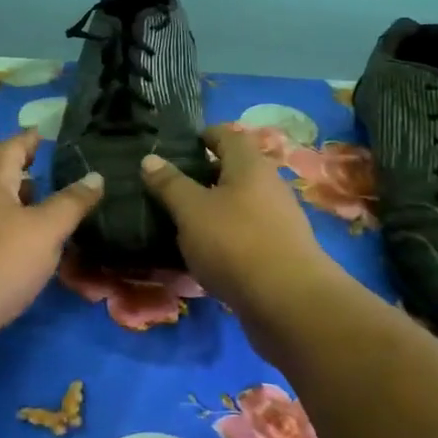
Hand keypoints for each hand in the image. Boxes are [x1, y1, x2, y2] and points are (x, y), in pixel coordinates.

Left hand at [0, 129, 103, 377]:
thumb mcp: (46, 230)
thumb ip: (72, 202)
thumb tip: (96, 176)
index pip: (12, 145)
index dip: (31, 139)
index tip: (47, 133)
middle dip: (23, 171)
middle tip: (51, 171)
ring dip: (16, 203)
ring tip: (45, 208)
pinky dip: (8, 229)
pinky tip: (25, 247)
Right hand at [139, 126, 345, 336]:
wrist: (288, 302)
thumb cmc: (235, 242)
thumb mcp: (191, 210)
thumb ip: (170, 184)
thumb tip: (150, 159)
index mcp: (250, 166)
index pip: (228, 136)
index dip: (205, 136)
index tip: (183, 143)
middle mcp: (270, 186)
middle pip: (236, 171)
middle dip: (207, 175)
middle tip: (173, 185)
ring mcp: (280, 220)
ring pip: (242, 204)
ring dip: (216, 208)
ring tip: (183, 221)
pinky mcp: (281, 252)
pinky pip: (248, 234)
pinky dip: (227, 236)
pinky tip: (207, 253)